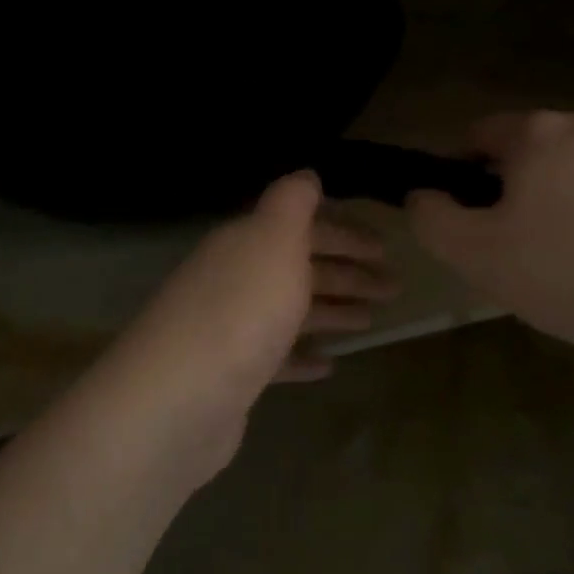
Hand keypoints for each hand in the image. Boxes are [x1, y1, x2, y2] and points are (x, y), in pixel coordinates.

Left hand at [96, 172, 394, 479]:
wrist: (179, 400)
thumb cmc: (241, 310)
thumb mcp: (273, 239)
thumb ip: (292, 202)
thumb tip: (306, 174)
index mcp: (246, 243)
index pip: (303, 228)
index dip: (346, 234)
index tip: (386, 248)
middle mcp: (236, 279)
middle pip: (301, 269)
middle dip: (349, 274)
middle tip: (394, 287)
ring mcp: (231, 329)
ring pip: (292, 311)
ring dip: (332, 311)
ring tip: (372, 321)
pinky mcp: (232, 375)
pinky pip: (277, 357)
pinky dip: (303, 356)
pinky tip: (330, 364)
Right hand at [408, 112, 573, 365]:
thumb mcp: (479, 256)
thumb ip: (434, 221)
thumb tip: (423, 196)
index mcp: (540, 134)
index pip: (481, 134)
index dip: (462, 173)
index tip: (469, 219)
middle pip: (537, 153)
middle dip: (520, 194)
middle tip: (522, 253)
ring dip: (572, 208)